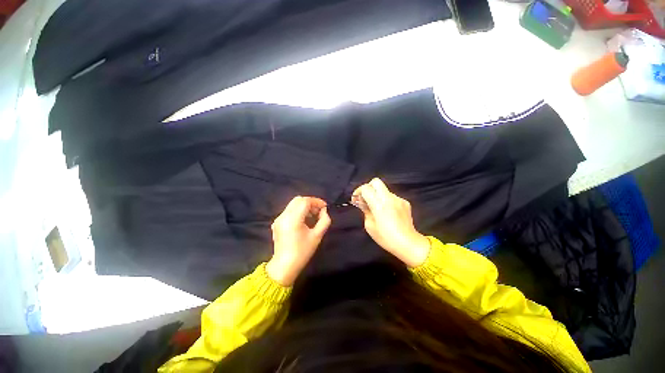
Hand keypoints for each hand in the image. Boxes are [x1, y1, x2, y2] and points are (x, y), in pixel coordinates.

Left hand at [266, 196, 330, 285]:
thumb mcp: (317, 236)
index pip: (305, 201)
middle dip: (310, 203)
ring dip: (304, 206)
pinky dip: (298, 211)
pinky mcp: (277, 222)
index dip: (316, 201)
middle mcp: (283, 216)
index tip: (324, 207)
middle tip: (318, 211)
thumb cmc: (302, 252)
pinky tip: (304, 221)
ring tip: (313, 216)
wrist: (284, 266)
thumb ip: (324, 221)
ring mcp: (278, 219)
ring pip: (293, 204)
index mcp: (293, 219)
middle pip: (298, 200)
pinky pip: (289, 210)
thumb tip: (324, 211)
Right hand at [353, 178, 429, 266]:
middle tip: (365, 198)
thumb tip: (363, 203)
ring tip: (377, 208)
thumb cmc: (386, 238)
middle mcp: (389, 198)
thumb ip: (365, 211)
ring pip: (384, 190)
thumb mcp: (370, 226)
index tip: (356, 199)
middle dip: (368, 187)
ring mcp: (398, 199)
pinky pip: (392, 197)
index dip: (358, 191)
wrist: (408, 243)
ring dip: (378, 195)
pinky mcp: (405, 202)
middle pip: (376, 182)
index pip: (366, 188)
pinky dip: (387, 201)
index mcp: (379, 204)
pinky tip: (388, 212)